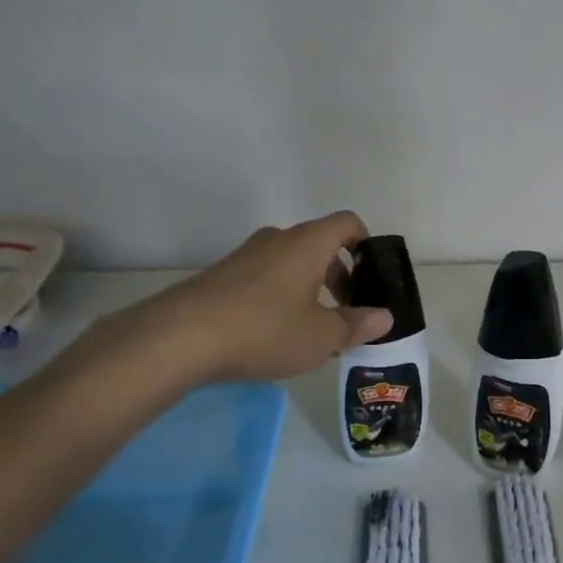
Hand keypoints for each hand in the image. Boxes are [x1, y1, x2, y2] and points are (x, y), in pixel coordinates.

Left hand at [82, 212, 394, 387]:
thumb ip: (356, 325)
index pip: (347, 223)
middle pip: (319, 246)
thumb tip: (384, 316)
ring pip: (290, 264)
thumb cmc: (264, 329)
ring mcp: (244, 257)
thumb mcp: (321, 336)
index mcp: (307, 243)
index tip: (371, 277)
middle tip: (346, 313)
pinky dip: (279, 298)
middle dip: (339, 276)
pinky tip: (273, 336)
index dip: (366, 244)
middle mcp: (277, 240)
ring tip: (311, 331)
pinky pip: (264, 279)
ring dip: (309, 290)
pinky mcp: (220, 277)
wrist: (178, 339)